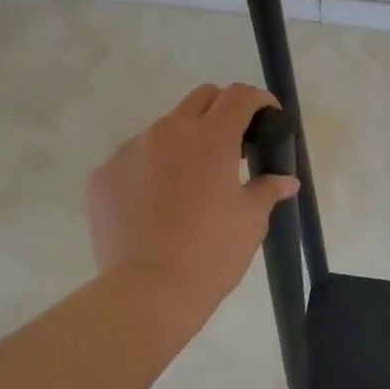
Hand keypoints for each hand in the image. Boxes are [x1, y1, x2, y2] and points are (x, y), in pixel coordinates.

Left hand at [87, 83, 299, 321]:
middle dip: (222, 110)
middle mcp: (168, 132)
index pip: (239, 96)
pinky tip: (156, 205)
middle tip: (234, 144)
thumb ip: (267, 189)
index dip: (259, 100)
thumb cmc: (211, 253)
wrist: (147, 292)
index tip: (268, 116)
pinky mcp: (104, 175)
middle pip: (201, 98)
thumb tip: (286, 181)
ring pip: (164, 129)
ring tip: (190, 183)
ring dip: (184, 142)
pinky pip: (134, 159)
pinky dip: (151, 169)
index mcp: (211, 138)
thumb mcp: (251, 220)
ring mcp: (130, 151)